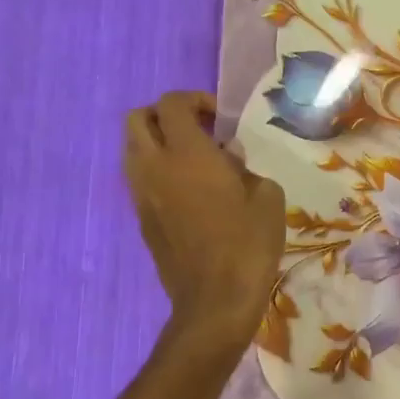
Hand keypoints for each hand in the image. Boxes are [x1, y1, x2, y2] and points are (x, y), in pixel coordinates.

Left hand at [123, 91, 285, 346]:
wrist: (215, 300)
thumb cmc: (249, 242)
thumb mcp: (267, 195)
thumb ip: (244, 166)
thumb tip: (228, 159)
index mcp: (187, 154)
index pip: (171, 103)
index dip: (195, 99)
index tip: (220, 118)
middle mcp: (154, 167)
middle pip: (137, 119)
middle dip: (166, 115)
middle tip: (199, 130)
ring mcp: (142, 194)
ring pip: (132, 149)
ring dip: (158, 142)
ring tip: (193, 160)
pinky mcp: (141, 219)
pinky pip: (140, 178)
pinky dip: (158, 170)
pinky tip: (189, 190)